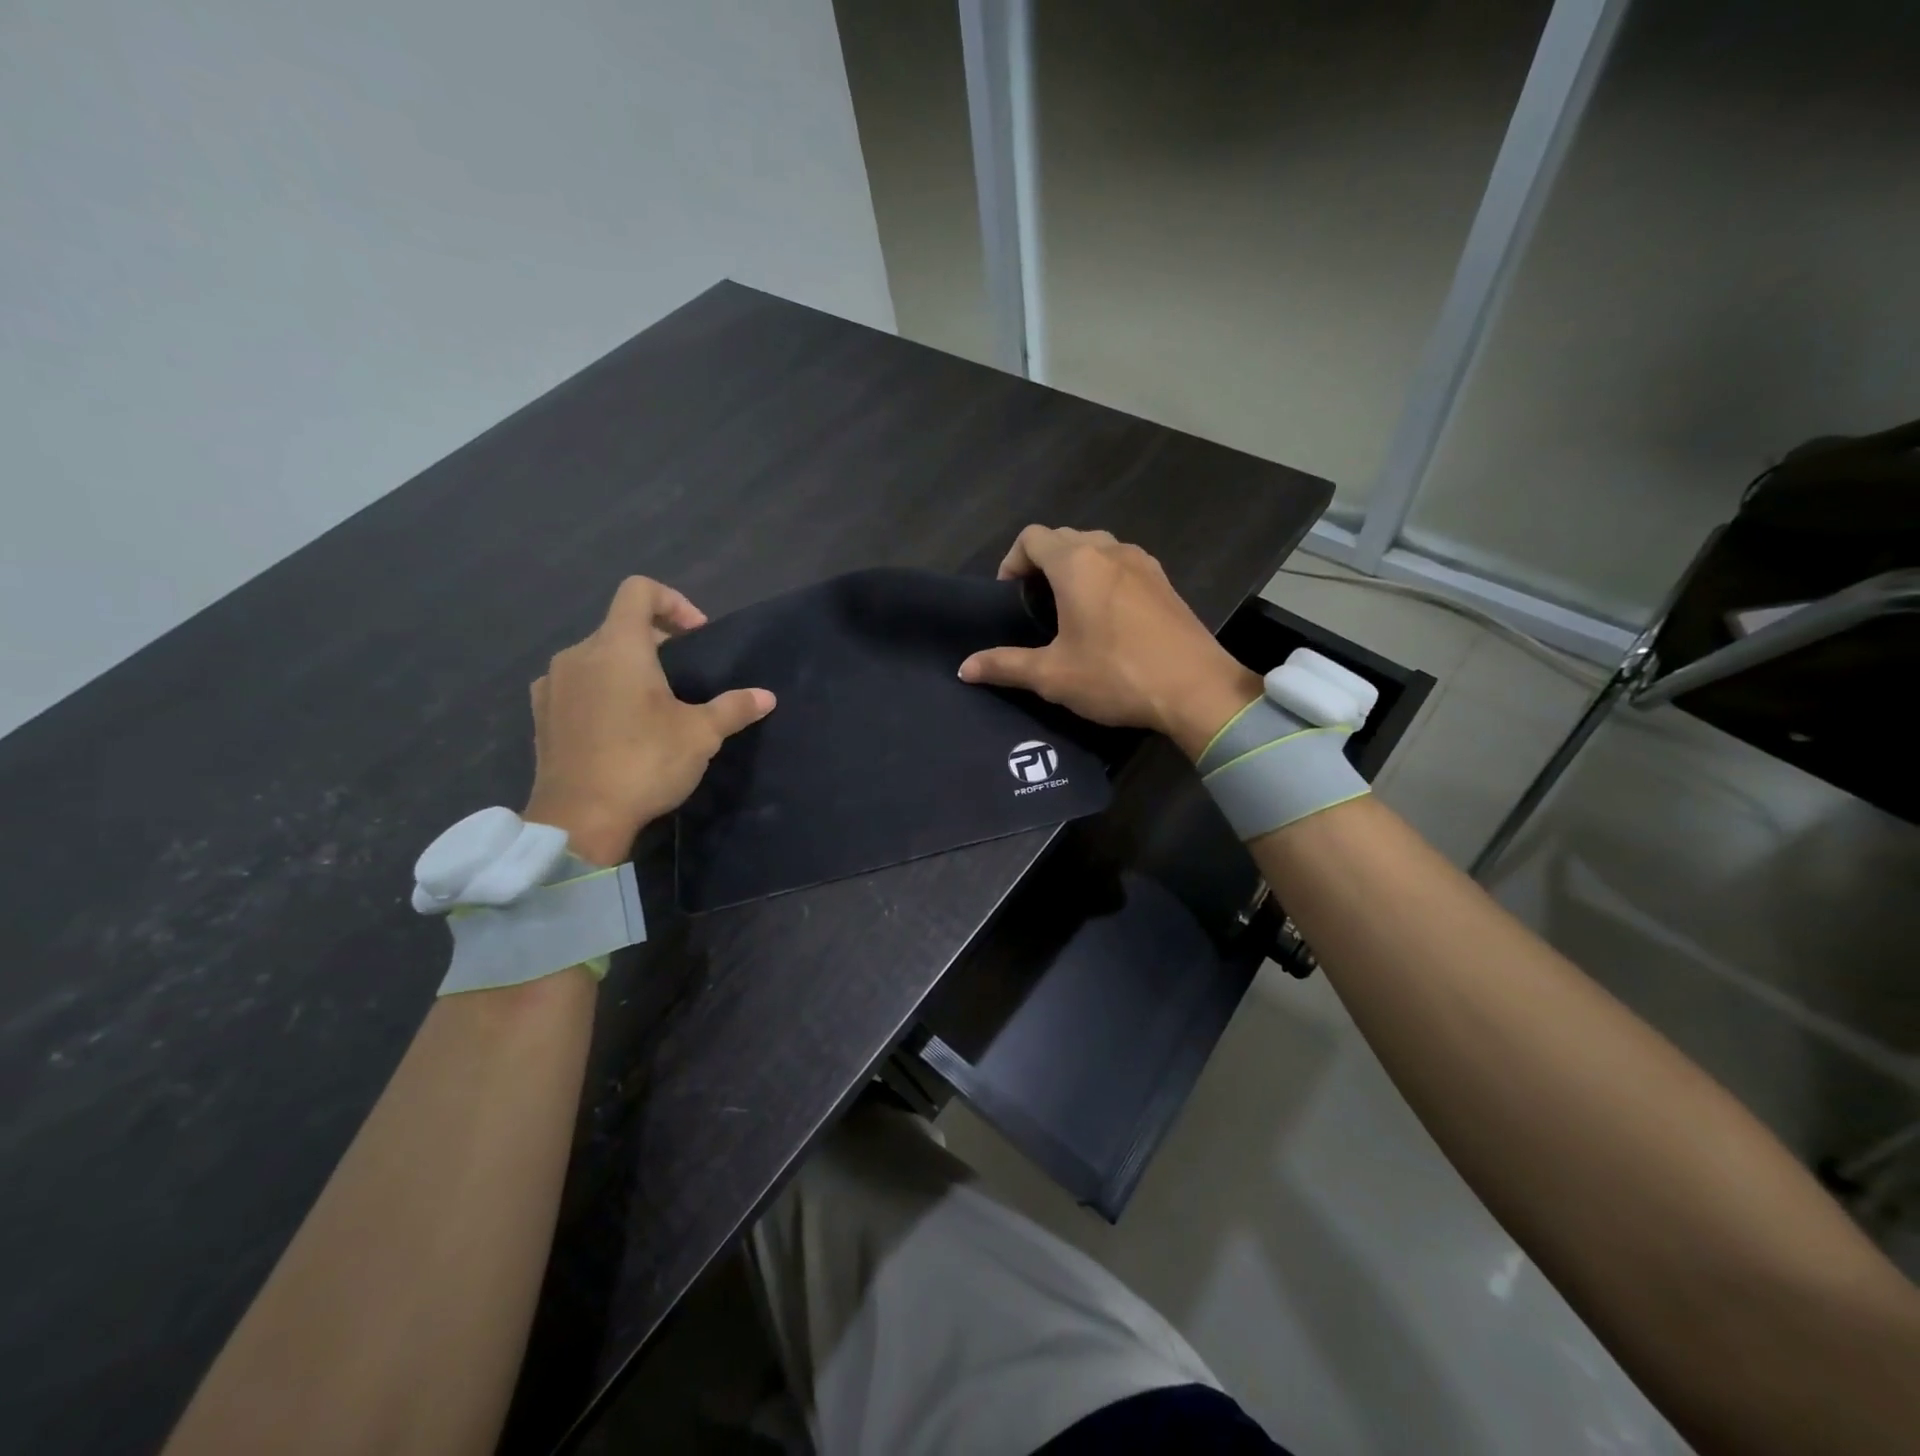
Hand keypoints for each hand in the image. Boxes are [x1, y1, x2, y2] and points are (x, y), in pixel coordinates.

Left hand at [523, 577, 773, 864]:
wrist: (578, 819)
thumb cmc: (644, 763)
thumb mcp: (701, 735)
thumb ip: (733, 708)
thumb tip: (767, 696)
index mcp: (618, 647)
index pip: (639, 590)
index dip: (673, 601)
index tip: (697, 636)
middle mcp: (578, 654)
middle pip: (620, 625)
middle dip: (656, 641)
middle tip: (684, 676)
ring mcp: (552, 684)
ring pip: (596, 657)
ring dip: (627, 668)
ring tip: (651, 705)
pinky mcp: (540, 715)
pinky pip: (575, 685)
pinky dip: (600, 691)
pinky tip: (617, 727)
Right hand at [957, 525, 1259, 758]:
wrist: (1196, 690)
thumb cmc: (1116, 676)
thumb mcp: (1053, 675)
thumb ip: (1006, 665)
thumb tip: (964, 668)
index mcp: (1077, 563)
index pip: (1031, 537)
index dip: (1011, 562)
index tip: (1009, 598)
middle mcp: (1110, 550)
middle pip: (1064, 538)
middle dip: (1042, 564)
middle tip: (1034, 606)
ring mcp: (1143, 563)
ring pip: (1097, 549)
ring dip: (1075, 568)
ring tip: (1068, 610)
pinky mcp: (1164, 582)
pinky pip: (1123, 565)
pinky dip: (1104, 578)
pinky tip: (1107, 619)